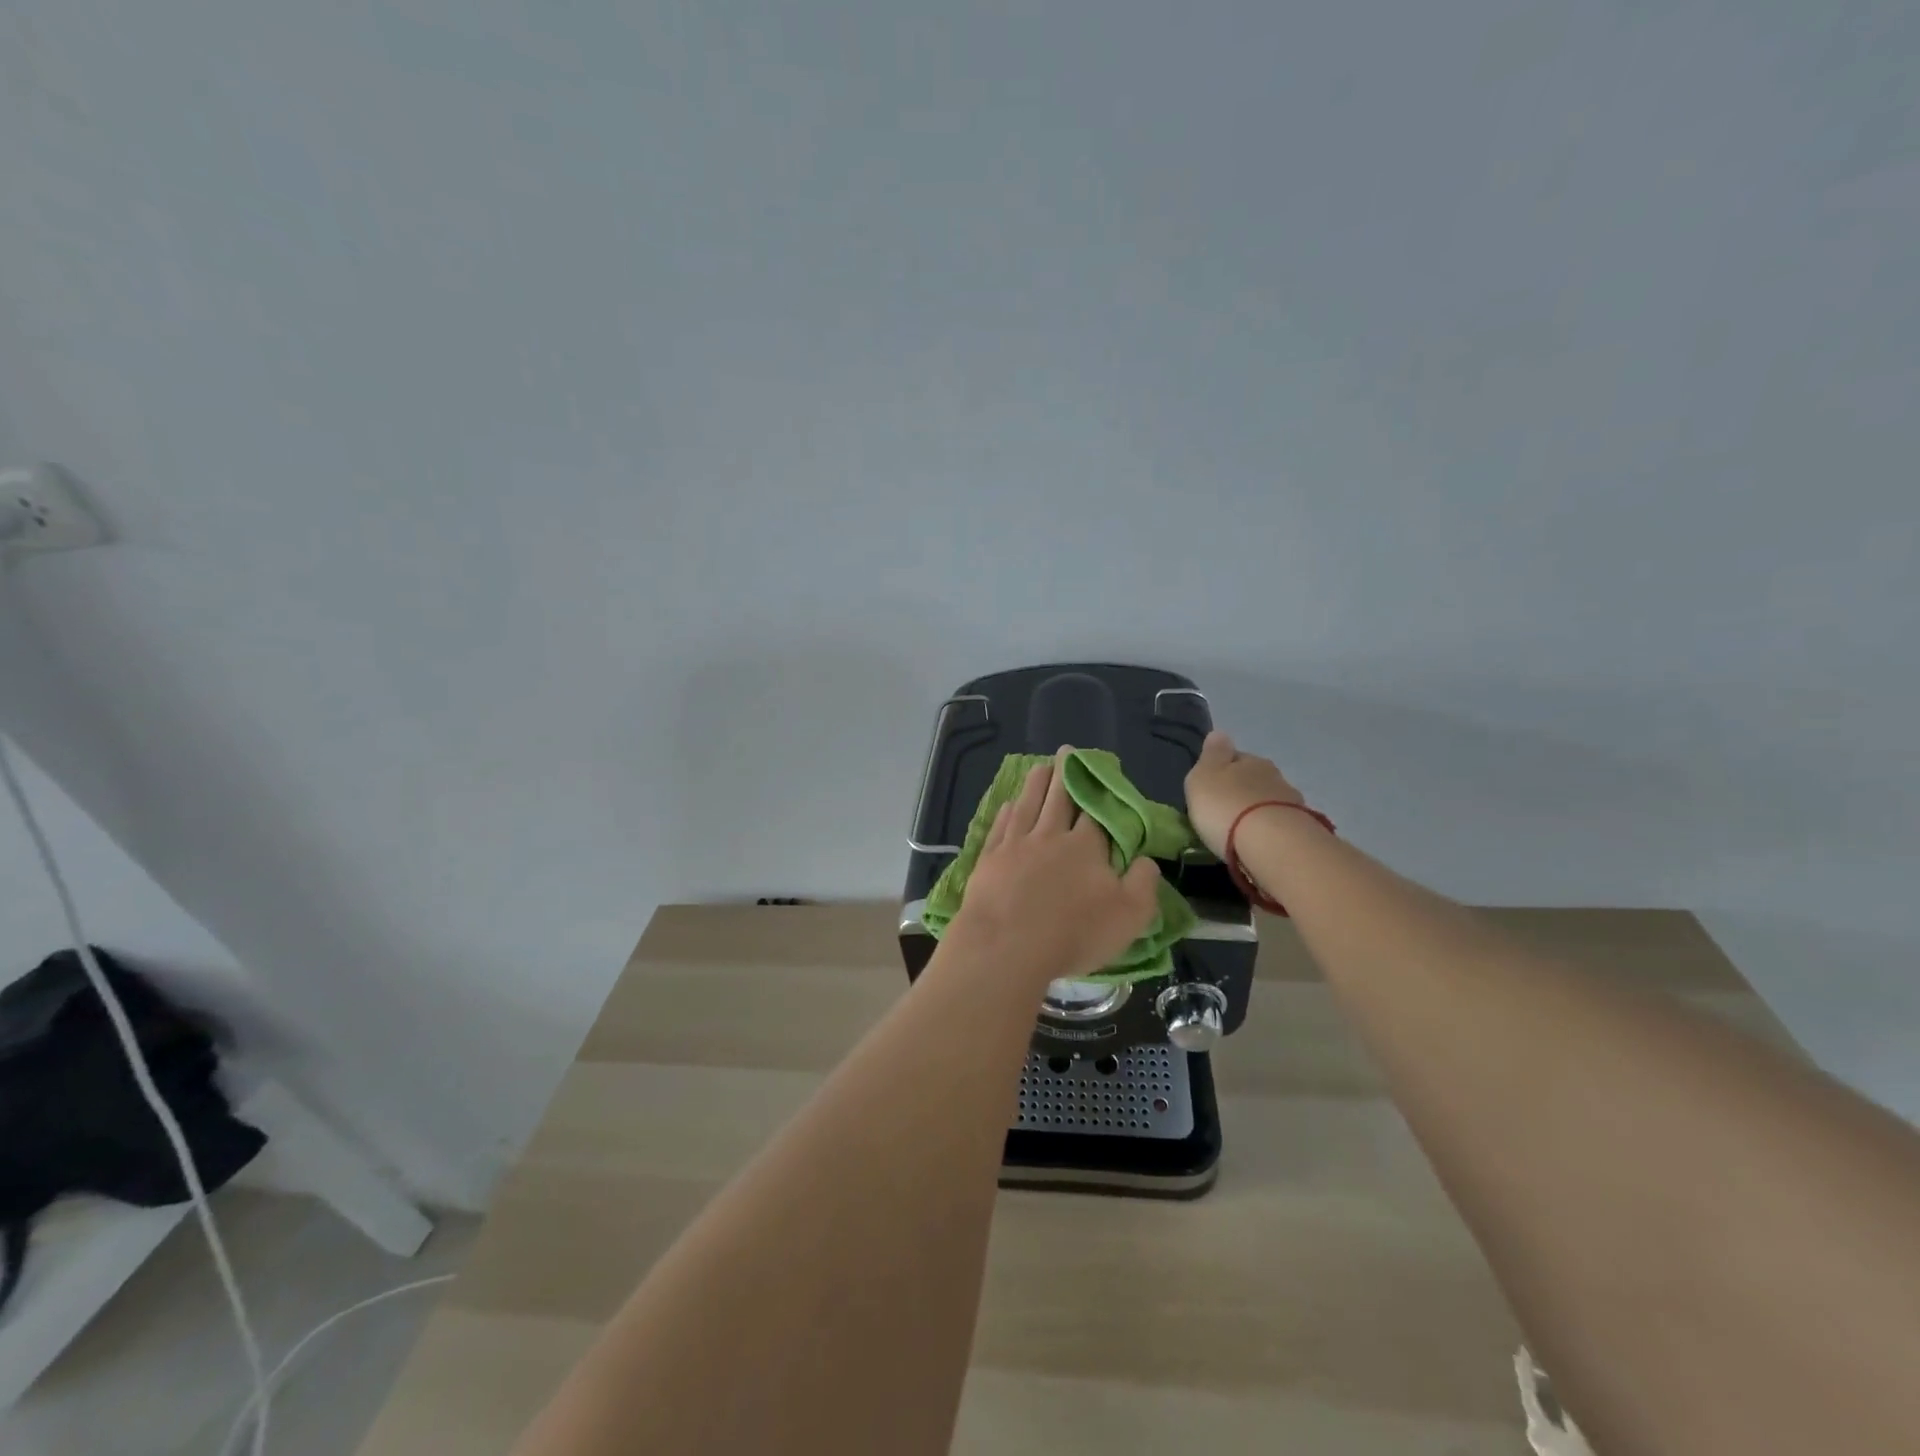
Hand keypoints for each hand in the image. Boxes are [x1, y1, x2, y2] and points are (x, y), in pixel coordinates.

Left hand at [951, 748, 1161, 984]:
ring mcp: (1016, 845)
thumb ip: (1144, 884)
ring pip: (1028, 805)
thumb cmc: (1073, 933)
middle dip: (1065, 774)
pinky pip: (1000, 827)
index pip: (1095, 812)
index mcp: (1086, 847)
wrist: (1006, 946)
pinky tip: (1008, 804)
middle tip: (1066, 752)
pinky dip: (1006, 812)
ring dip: (1035, 784)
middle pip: (1059, 799)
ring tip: (1040, 766)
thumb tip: (1147, 860)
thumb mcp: (1129, 916)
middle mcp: (1050, 836)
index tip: (1099, 771)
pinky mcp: (989, 859)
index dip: (1098, 790)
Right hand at [1184, 731, 1305, 858]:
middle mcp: (1274, 775)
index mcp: (1249, 759)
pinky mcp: (1302, 829)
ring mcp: (1291, 803)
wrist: (1271, 843)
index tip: (1212, 785)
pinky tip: (1260, 840)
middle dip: (1242, 790)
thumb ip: (1211, 755)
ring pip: (1269, 801)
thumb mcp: (1204, 776)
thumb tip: (1219, 733)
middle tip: (1225, 809)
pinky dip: (1270, 829)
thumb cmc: (1226, 806)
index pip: (1234, 757)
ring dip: (1257, 811)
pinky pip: (1279, 824)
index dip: (1222, 769)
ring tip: (1242, 828)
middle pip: (1254, 779)